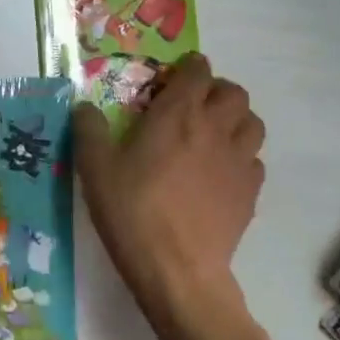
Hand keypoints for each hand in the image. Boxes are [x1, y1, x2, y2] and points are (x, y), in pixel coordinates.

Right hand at [73, 54, 264, 322]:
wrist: (177, 270)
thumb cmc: (133, 211)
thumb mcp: (95, 168)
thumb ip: (89, 129)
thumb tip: (84, 107)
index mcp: (178, 113)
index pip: (198, 70)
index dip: (188, 69)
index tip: (171, 81)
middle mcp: (215, 127)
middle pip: (234, 92)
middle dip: (216, 92)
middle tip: (193, 108)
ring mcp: (238, 160)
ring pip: (253, 123)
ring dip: (236, 121)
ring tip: (213, 137)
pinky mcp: (251, 193)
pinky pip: (255, 161)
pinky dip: (242, 159)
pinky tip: (220, 175)